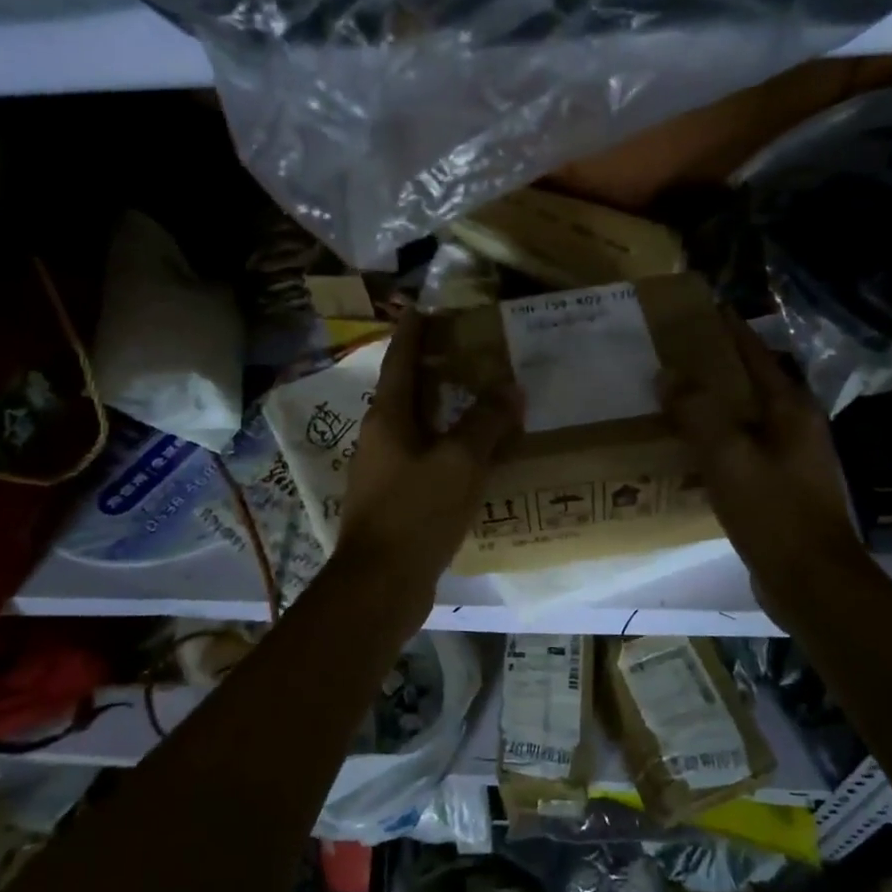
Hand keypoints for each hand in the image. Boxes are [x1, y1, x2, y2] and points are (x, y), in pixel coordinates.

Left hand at [332, 310, 521, 600]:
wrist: (381, 584)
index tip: (427, 307)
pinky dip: (454, 451)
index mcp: (388, 419)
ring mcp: (387, 472)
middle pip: (411, 393)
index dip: (414, 332)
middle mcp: (382, 439)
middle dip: (439, 371)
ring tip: (486, 401)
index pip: (401, 360)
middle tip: (475, 353)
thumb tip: (509, 388)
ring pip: (423, 430)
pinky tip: (481, 458)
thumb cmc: (415, 513)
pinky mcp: (399, 502)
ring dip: (450, 414)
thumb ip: (485, 423)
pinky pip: (430, 462)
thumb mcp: (459, 463)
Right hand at [660, 313, 864, 606]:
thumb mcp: (729, 458)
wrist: (811, 581)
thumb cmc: (774, 512)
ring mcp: (789, 458)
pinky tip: (685, 452)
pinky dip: (713, 443)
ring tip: (668, 400)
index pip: (754, 354)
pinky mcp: (778, 487)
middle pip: (749, 384)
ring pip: (742, 419)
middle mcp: (794, 426)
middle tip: (667, 358)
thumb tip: (668, 374)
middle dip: (712, 369)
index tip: (697, 311)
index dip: (727, 330)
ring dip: (710, 408)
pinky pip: (739, 451)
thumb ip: (698, 413)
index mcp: (790, 408)